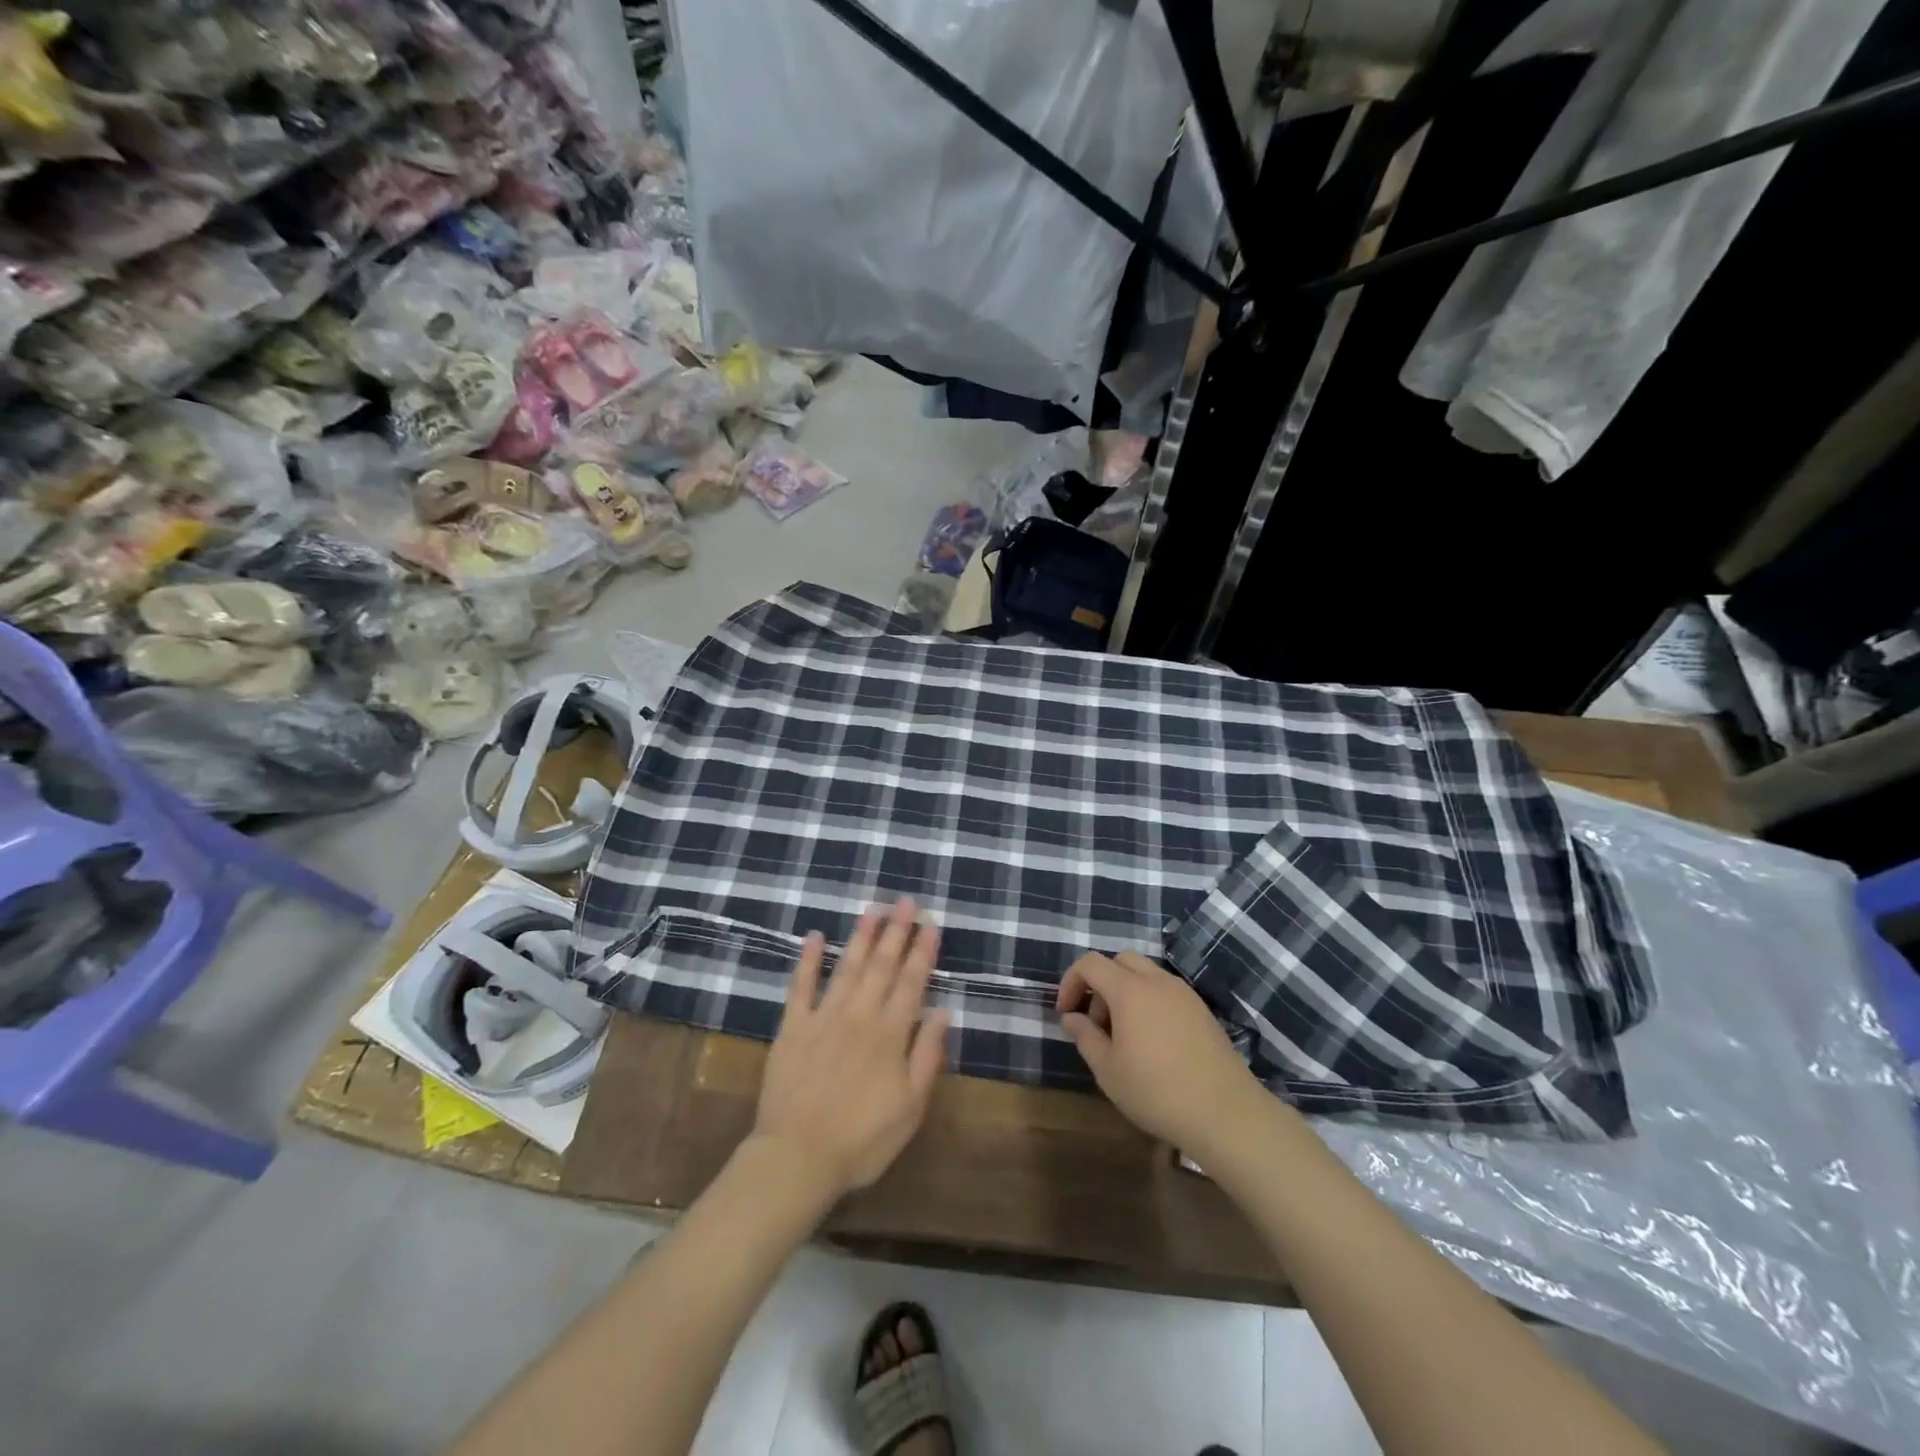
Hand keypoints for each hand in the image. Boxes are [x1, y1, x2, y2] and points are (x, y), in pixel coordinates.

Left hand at [750, 900, 951, 1203]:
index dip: (923, 951)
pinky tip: (815, 936)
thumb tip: (943, 1012)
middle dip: (896, 931)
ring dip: (862, 936)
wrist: (797, 1157)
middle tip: (905, 901)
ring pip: (848, 967)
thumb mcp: (911, 1108)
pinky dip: (808, 960)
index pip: (912, 982)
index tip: (931, 923)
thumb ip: (927, 1056)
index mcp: (890, 1034)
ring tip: (873, 908)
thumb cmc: (862, 1140)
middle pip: (882, 965)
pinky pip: (801, 986)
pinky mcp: (793, 1027)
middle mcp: (859, 1015)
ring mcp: (824, 1017)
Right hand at [1056, 951, 1261, 1151]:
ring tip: (1124, 1035)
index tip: (1066, 1013)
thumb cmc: (1156, 1092)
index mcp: (1130, 990)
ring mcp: (1184, 993)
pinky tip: (1153, 1041)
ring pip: (1146, 974)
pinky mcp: (1202, 1010)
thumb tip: (1072, 1018)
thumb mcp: (1108, 1070)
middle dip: (1100, 983)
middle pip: (1120, 961)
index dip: (1071, 982)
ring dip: (1125, 991)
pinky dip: (1149, 1001)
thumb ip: (1085, 1037)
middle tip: (1096, 1022)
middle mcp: (1158, 982)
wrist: (1225, 1114)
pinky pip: (1166, 991)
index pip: (1090, 964)